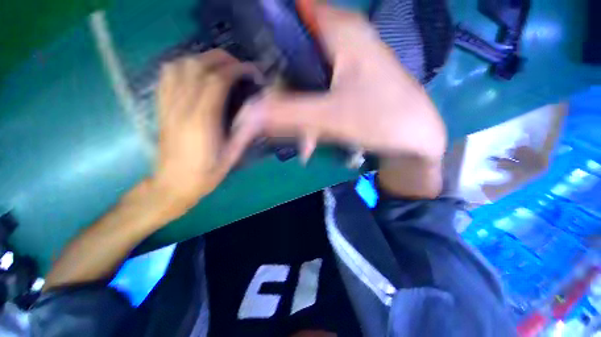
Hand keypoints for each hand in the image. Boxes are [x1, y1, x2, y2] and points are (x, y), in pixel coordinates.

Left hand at [152, 50, 258, 216]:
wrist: (173, 184)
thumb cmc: (206, 174)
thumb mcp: (231, 157)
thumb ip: (244, 133)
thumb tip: (257, 113)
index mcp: (202, 122)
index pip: (217, 81)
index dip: (236, 70)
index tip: (252, 71)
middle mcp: (182, 108)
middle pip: (197, 66)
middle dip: (222, 59)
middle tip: (239, 67)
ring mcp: (168, 105)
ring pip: (179, 65)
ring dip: (202, 59)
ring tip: (220, 68)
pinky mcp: (161, 107)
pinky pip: (166, 76)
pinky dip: (183, 66)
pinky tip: (196, 74)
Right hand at [229, 4, 446, 161]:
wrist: (414, 140)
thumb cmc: (384, 121)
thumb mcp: (332, 117)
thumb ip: (289, 114)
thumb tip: (249, 114)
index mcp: (340, 30)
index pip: (291, 10)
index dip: (264, 31)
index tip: (251, 66)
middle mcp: (341, 40)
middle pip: (292, 51)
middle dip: (279, 87)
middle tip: (272, 115)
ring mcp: (344, 64)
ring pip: (304, 77)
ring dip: (295, 108)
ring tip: (300, 139)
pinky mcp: (346, 85)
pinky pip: (317, 93)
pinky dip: (309, 114)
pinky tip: (311, 139)